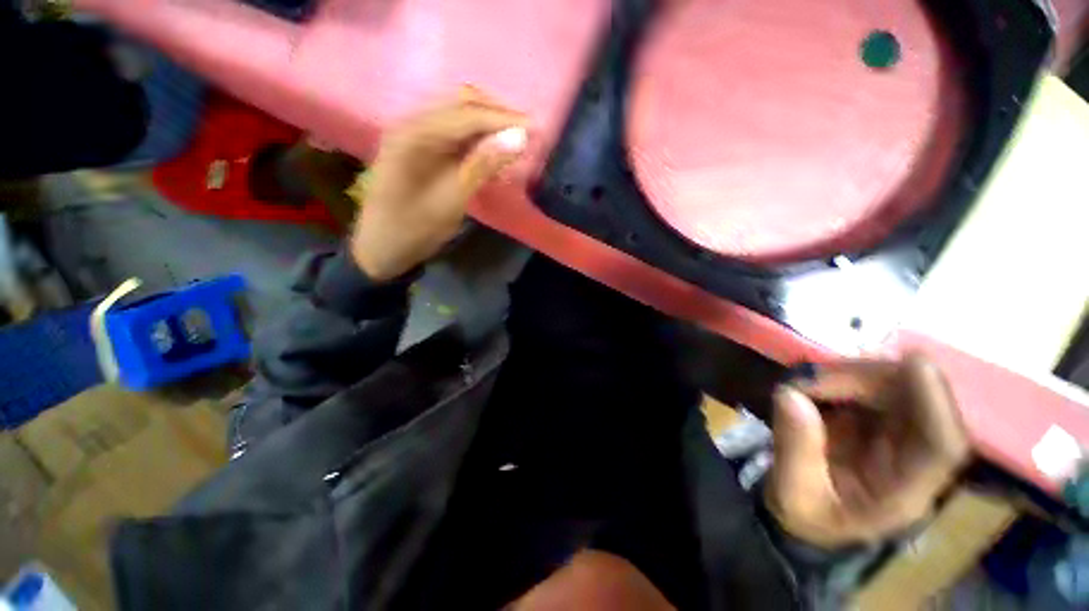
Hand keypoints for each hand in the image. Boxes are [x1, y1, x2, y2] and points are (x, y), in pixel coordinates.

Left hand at [349, 88, 528, 280]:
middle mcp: (411, 124)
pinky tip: (493, 151)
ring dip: (488, 125)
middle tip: (526, 132)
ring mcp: (414, 134)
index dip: (502, 119)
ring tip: (515, 140)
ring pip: (459, 116)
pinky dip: (477, 139)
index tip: (534, 128)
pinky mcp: (420, 148)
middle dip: (497, 115)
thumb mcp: (451, 202)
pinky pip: (453, 134)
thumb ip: (482, 166)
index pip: (466, 115)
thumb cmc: (414, 230)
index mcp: (413, 135)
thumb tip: (518, 138)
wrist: (381, 248)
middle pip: (461, 105)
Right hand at [766, 355, 969, 548]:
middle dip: (868, 379)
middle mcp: (913, 459)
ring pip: (897, 387)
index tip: (913, 362)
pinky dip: (842, 377)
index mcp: (905, 493)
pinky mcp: (878, 419)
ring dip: (851, 375)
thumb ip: (794, 448)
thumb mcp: (793, 493)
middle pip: (918, 404)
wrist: (807, 515)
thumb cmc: (806, 514)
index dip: (936, 404)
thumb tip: (789, 394)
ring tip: (804, 382)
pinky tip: (815, 383)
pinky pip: (872, 386)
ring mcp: (898, 436)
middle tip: (812, 377)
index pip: (942, 447)